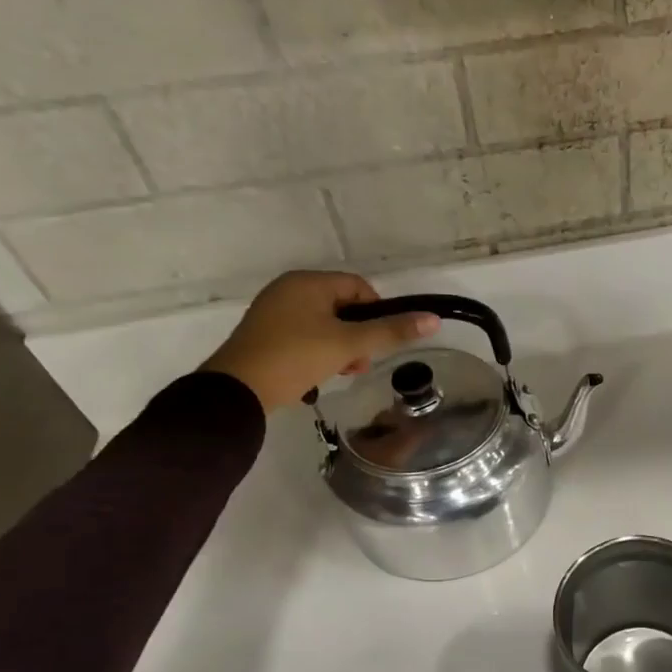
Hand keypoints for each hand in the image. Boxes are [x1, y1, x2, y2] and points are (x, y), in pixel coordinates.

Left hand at [200, 272, 438, 411]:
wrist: (238, 390)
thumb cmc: (296, 357)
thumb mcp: (349, 345)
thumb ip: (391, 331)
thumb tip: (433, 319)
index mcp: (308, 282)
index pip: (359, 287)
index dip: (377, 313)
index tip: (378, 343)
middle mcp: (289, 289)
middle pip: (343, 306)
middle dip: (358, 336)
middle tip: (359, 364)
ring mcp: (273, 311)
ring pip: (324, 324)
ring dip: (341, 347)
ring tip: (340, 373)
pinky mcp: (264, 334)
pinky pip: (304, 335)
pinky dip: (318, 352)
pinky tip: (318, 375)